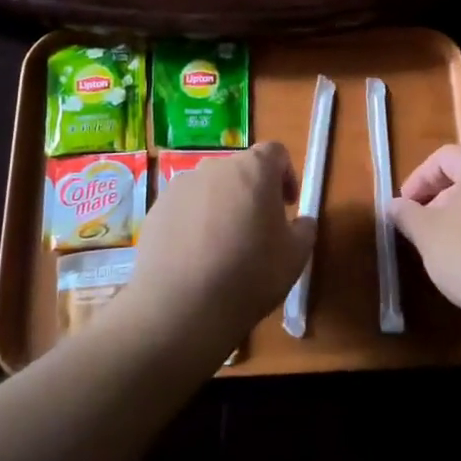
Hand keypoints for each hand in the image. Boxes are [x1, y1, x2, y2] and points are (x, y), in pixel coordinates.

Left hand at [119, 143, 313, 358]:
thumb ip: (304, 229)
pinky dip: (194, 223)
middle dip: (252, 193)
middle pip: (240, 170)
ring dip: (221, 207)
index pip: (275, 153)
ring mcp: (181, 186)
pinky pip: (184, 208)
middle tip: (257, 230)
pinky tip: (195, 259)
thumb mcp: (295, 256)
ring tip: (223, 248)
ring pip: (210, 189)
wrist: (181, 307)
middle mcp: (215, 167)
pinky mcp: (157, 209)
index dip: (285, 175)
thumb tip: (301, 221)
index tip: (287, 206)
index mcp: (253, 169)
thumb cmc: (249, 275)